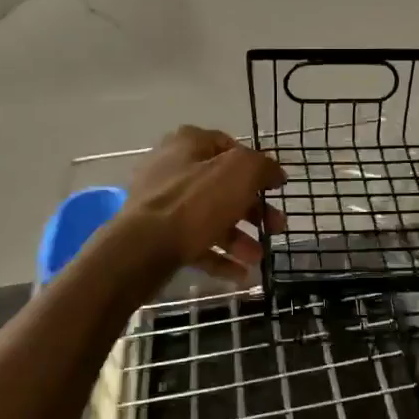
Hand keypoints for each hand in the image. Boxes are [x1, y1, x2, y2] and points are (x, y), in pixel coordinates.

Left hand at [121, 126, 286, 282]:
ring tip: (258, 258)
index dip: (257, 167)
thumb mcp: (240, 173)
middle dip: (253, 210)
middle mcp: (172, 168)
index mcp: (189, 144)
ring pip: (210, 217)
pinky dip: (218, 256)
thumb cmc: (195, 202)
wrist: (142, 248)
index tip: (275, 189)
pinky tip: (240, 274)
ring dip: (239, 238)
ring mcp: (162, 202)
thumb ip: (262, 166)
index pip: (230, 147)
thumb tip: (276, 172)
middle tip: (275, 228)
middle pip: (223, 187)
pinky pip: (195, 242)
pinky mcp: (157, 234)